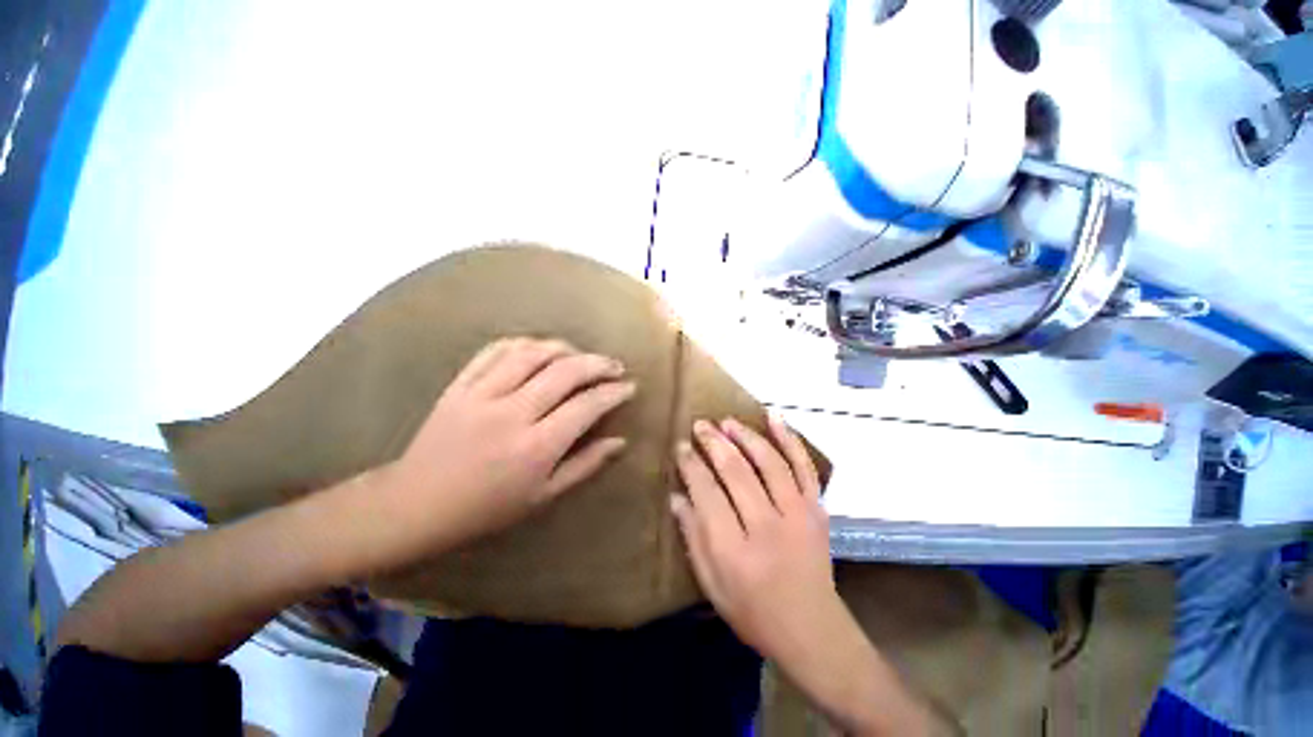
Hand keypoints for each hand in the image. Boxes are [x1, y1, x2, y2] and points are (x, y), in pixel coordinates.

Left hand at [380, 338, 634, 557]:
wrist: (416, 504)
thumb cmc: (487, 508)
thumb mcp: (543, 496)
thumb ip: (586, 465)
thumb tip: (620, 441)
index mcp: (535, 448)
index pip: (586, 406)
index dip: (613, 393)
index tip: (629, 386)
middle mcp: (512, 414)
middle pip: (565, 371)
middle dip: (598, 363)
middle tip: (615, 365)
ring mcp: (482, 394)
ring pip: (532, 353)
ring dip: (564, 348)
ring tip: (581, 355)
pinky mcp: (460, 385)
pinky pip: (495, 350)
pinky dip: (524, 343)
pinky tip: (539, 348)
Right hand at [670, 415, 835, 658]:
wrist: (813, 631)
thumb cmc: (753, 611)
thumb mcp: (711, 585)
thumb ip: (692, 537)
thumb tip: (676, 495)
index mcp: (735, 550)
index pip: (707, 493)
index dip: (691, 465)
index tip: (681, 446)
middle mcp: (767, 526)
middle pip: (736, 471)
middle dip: (714, 443)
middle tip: (700, 425)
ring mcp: (797, 514)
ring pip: (768, 462)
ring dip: (745, 436)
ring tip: (727, 421)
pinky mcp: (816, 509)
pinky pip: (803, 466)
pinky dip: (790, 439)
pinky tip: (774, 418)